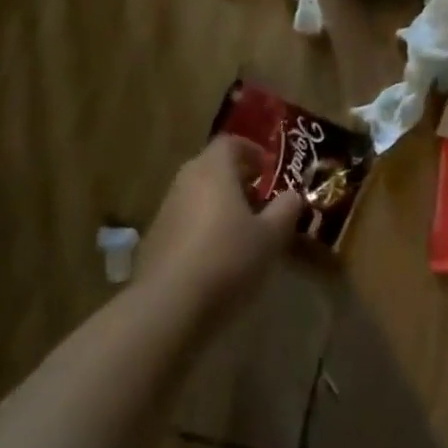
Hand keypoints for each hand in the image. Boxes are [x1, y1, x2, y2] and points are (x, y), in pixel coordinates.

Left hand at [138, 135, 303, 313]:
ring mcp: (165, 210)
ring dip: (219, 204)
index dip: (251, 150)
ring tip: (242, 230)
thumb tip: (293, 195)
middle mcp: (186, 180)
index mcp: (213, 169)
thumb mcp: (270, 236)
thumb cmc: (227, 258)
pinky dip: (202, 227)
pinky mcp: (154, 240)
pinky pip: (184, 221)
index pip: (230, 142)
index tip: (268, 168)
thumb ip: (286, 210)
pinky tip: (216, 256)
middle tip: (260, 199)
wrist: (168, 306)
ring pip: (197, 194)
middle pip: (212, 167)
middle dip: (237, 179)